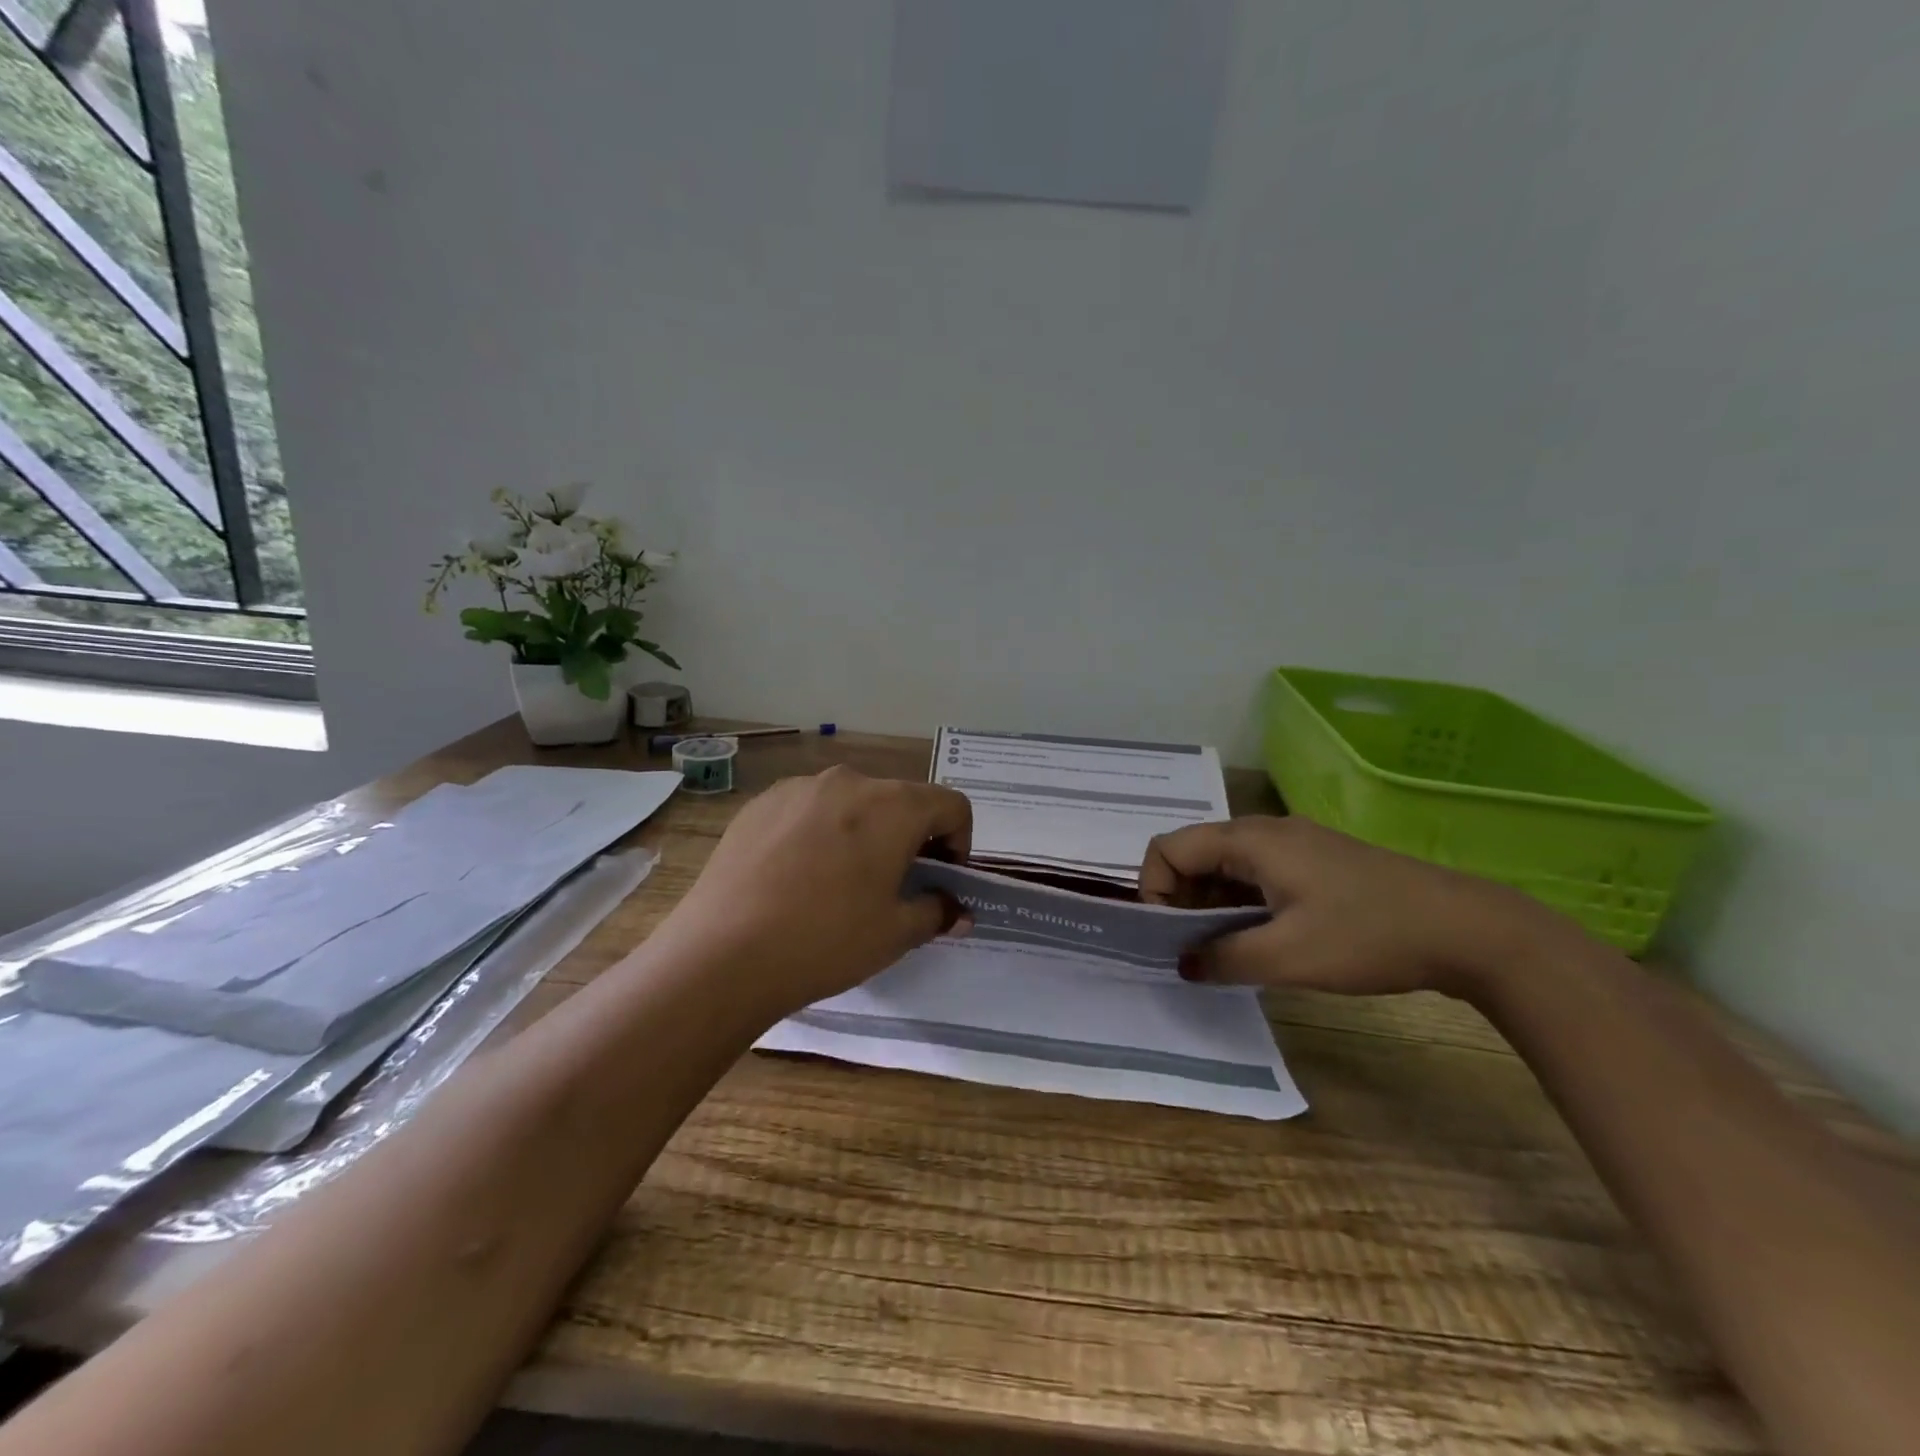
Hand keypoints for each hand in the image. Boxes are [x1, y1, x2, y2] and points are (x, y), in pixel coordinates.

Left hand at [661, 766, 973, 1018]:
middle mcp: (849, 781)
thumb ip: (936, 912)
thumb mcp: (895, 934)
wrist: (723, 953)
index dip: (959, 841)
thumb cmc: (826, 939)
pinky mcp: (759, 804)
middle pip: (900, 800)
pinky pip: (808, 810)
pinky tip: (795, 877)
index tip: (942, 879)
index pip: (951, 805)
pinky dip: (819, 833)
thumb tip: (956, 909)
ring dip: (863, 832)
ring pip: (851, 802)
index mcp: (893, 805)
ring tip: (840, 881)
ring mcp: (799, 788)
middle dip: (910, 837)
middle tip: (894, 885)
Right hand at [1139, 816, 1572, 996]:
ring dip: (1211, 904)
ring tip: (1225, 950)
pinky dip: (1241, 903)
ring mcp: (1294, 844)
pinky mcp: (1316, 863)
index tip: (1170, 935)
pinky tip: (1261, 939)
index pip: (1169, 848)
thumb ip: (1223, 959)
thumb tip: (1182, 963)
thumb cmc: (1368, 936)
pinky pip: (1256, 874)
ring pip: (1226, 866)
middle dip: (1180, 899)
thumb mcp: (1287, 957)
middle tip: (1193, 948)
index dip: (1154, 889)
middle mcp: (1265, 831)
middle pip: (1194, 853)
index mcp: (1250, 840)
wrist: (1467, 929)